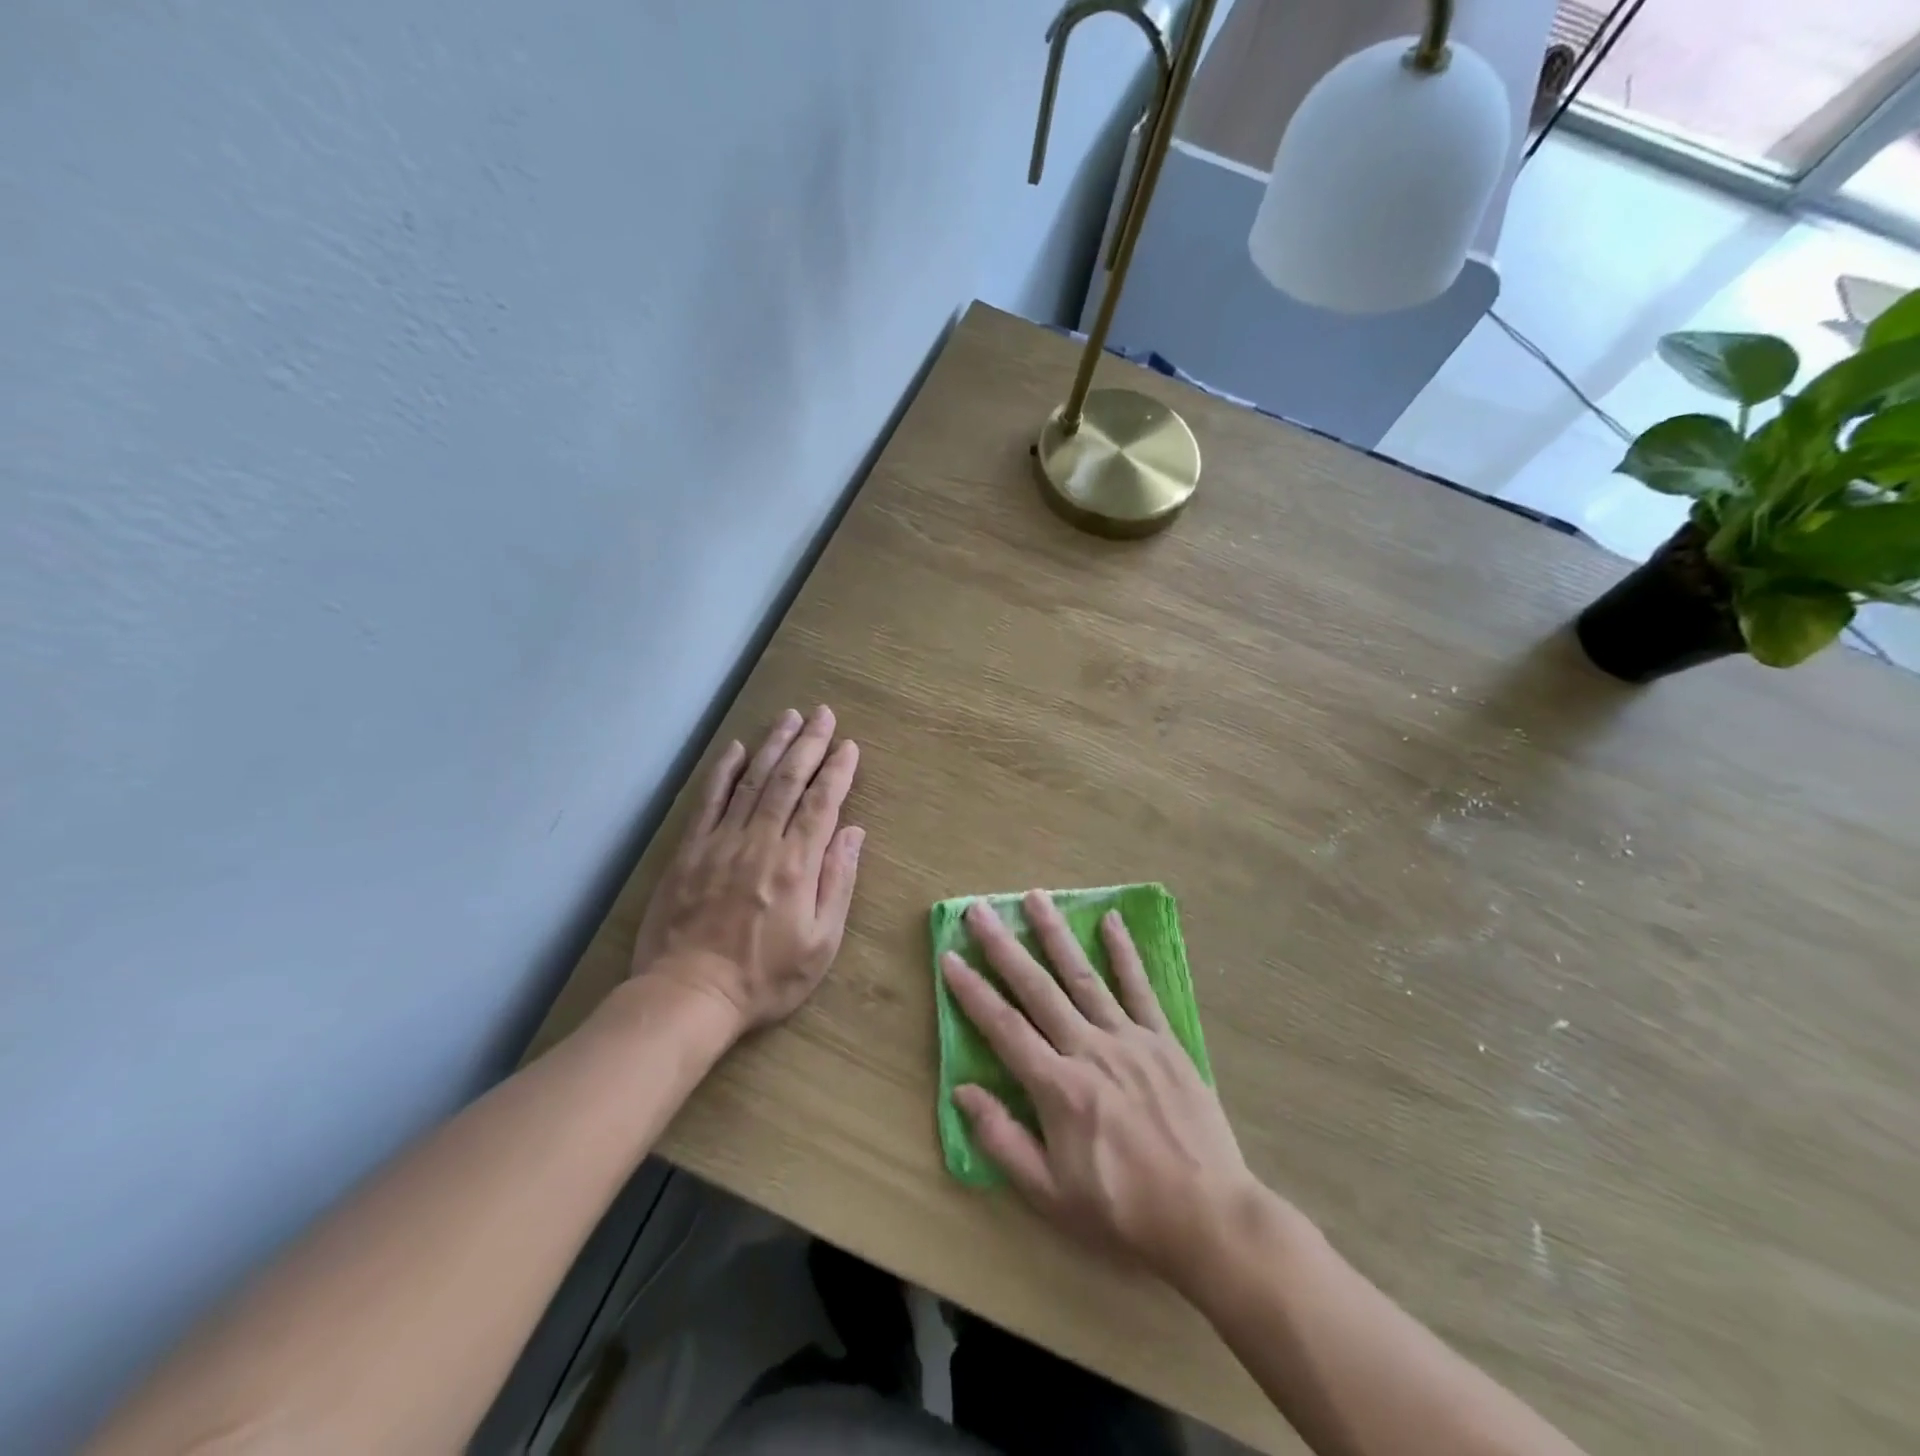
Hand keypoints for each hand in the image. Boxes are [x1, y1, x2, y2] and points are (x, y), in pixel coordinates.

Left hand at [631, 707, 863, 1035]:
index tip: (849, 746)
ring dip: (772, 745)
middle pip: (788, 780)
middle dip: (809, 744)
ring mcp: (721, 842)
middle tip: (824, 715)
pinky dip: (723, 772)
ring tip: (789, 717)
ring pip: (752, 781)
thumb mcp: (821, 944)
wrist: (689, 996)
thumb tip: (853, 833)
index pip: (822, 803)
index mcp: (797, 865)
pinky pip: (709, 801)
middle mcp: (760, 842)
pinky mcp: (690, 850)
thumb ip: (838, 883)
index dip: (838, 771)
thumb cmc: (765, 977)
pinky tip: (736, 749)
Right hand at [940, 892, 1262, 1291]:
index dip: (973, 991)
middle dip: (1004, 947)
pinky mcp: (1164, 1040)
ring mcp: (1130, 1039)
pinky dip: (1124, 953)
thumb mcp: (1050, 1195)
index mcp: (1058, 1087)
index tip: (950, 956)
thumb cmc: (1121, 1211)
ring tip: (1035, 897)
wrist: (1208, 1216)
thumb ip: (1002, 1140)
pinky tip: (1110, 920)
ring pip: (1083, 976)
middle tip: (980, 910)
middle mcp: (1089, 1049)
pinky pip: (1140, 989)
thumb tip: (963, 1091)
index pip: (1003, 1027)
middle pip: (1037, 989)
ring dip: (1056, 934)